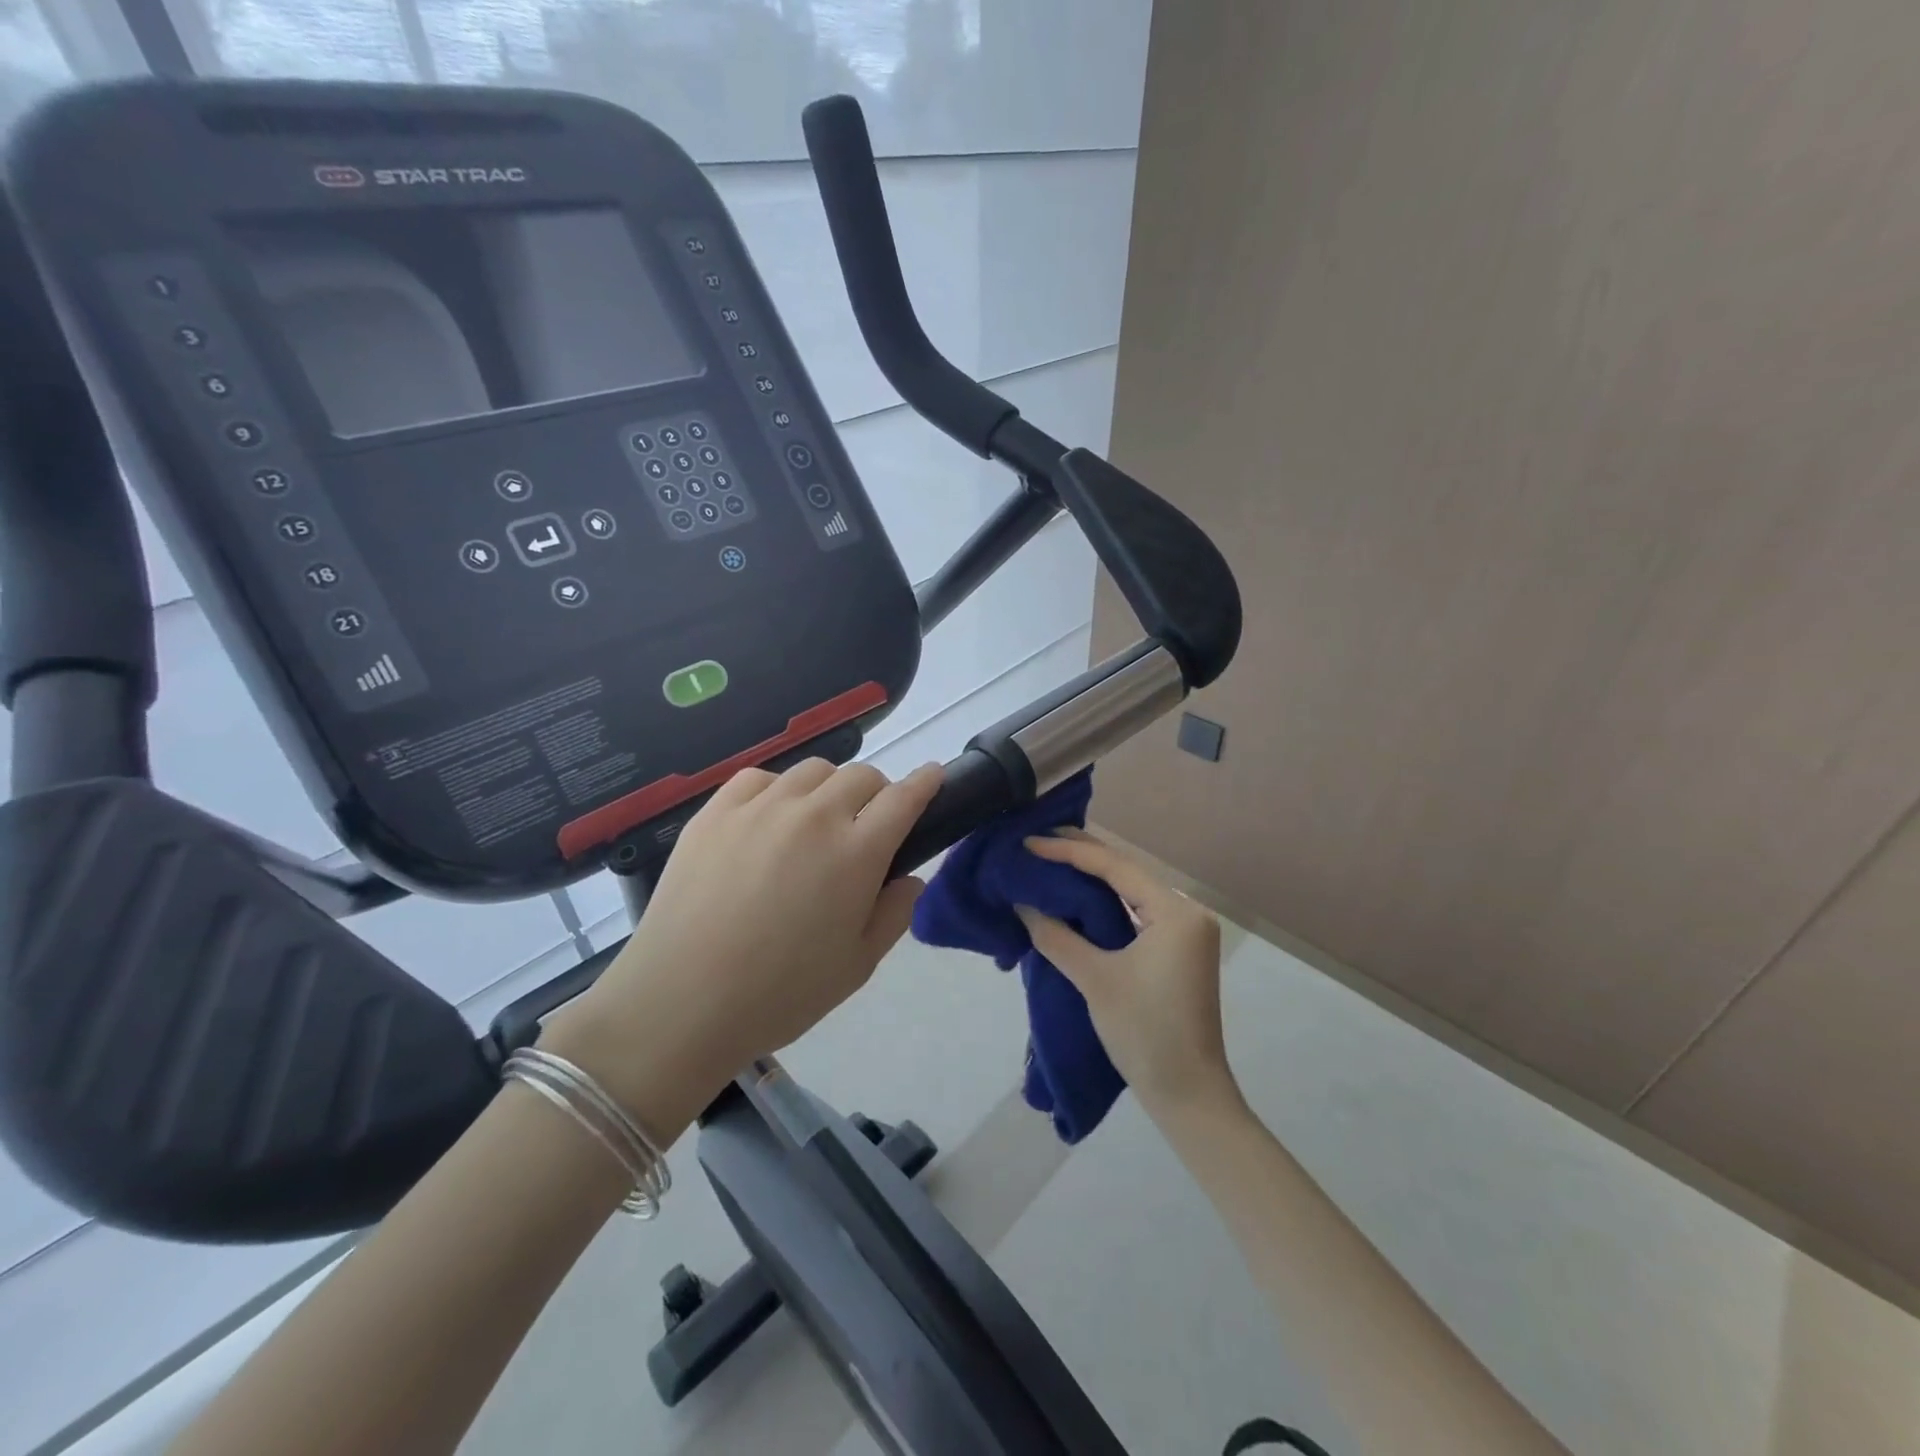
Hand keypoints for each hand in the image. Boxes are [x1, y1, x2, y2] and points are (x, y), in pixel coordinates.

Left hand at [543, 759, 943, 1134]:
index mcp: (857, 853)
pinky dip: (778, 790)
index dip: (925, 783)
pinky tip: (769, 820)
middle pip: (862, 776)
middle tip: (866, 827)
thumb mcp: (857, 966)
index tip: (933, 777)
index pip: (904, 798)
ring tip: (815, 823)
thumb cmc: (780, 994)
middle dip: (877, 793)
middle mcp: (814, 816)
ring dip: (829, 789)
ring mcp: (761, 807)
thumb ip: (895, 913)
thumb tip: (910, 878)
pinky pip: (760, 777)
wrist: (680, 1002)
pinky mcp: (716, 810)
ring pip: (813, 771)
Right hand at [1016, 831, 1237, 1122]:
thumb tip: (1022, 903)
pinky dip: (1105, 903)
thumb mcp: (1095, 980)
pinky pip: (1135, 913)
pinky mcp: (1177, 950)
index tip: (1030, 843)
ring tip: (1049, 860)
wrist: (1188, 1095)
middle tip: (1036, 841)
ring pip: (1130, 892)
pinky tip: (1076, 896)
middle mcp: (1186, 912)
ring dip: (1092, 878)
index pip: (1116, 867)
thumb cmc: (1145, 1033)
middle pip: (1126, 872)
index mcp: (1175, 912)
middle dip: (1081, 856)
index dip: (1069, 851)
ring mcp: (1185, 932)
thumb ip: (1056, 936)